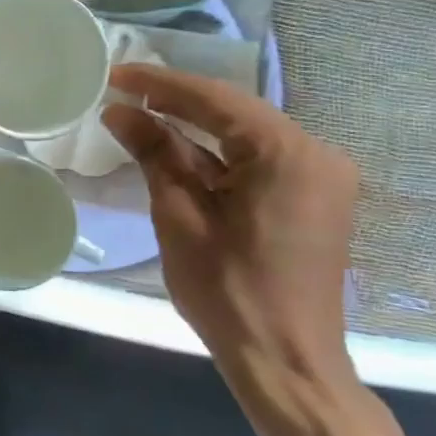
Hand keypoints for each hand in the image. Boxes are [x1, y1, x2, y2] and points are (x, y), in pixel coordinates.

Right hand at [100, 65, 359, 389]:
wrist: (285, 361)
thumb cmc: (227, 290)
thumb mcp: (179, 215)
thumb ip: (153, 153)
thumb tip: (118, 111)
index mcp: (287, 153)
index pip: (214, 99)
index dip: (158, 84)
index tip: (114, 73)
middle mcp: (316, 153)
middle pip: (234, 111)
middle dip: (176, 100)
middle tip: (122, 90)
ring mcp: (321, 176)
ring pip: (245, 133)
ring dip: (194, 126)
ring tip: (140, 113)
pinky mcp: (314, 197)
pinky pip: (258, 158)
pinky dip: (217, 152)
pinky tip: (177, 148)